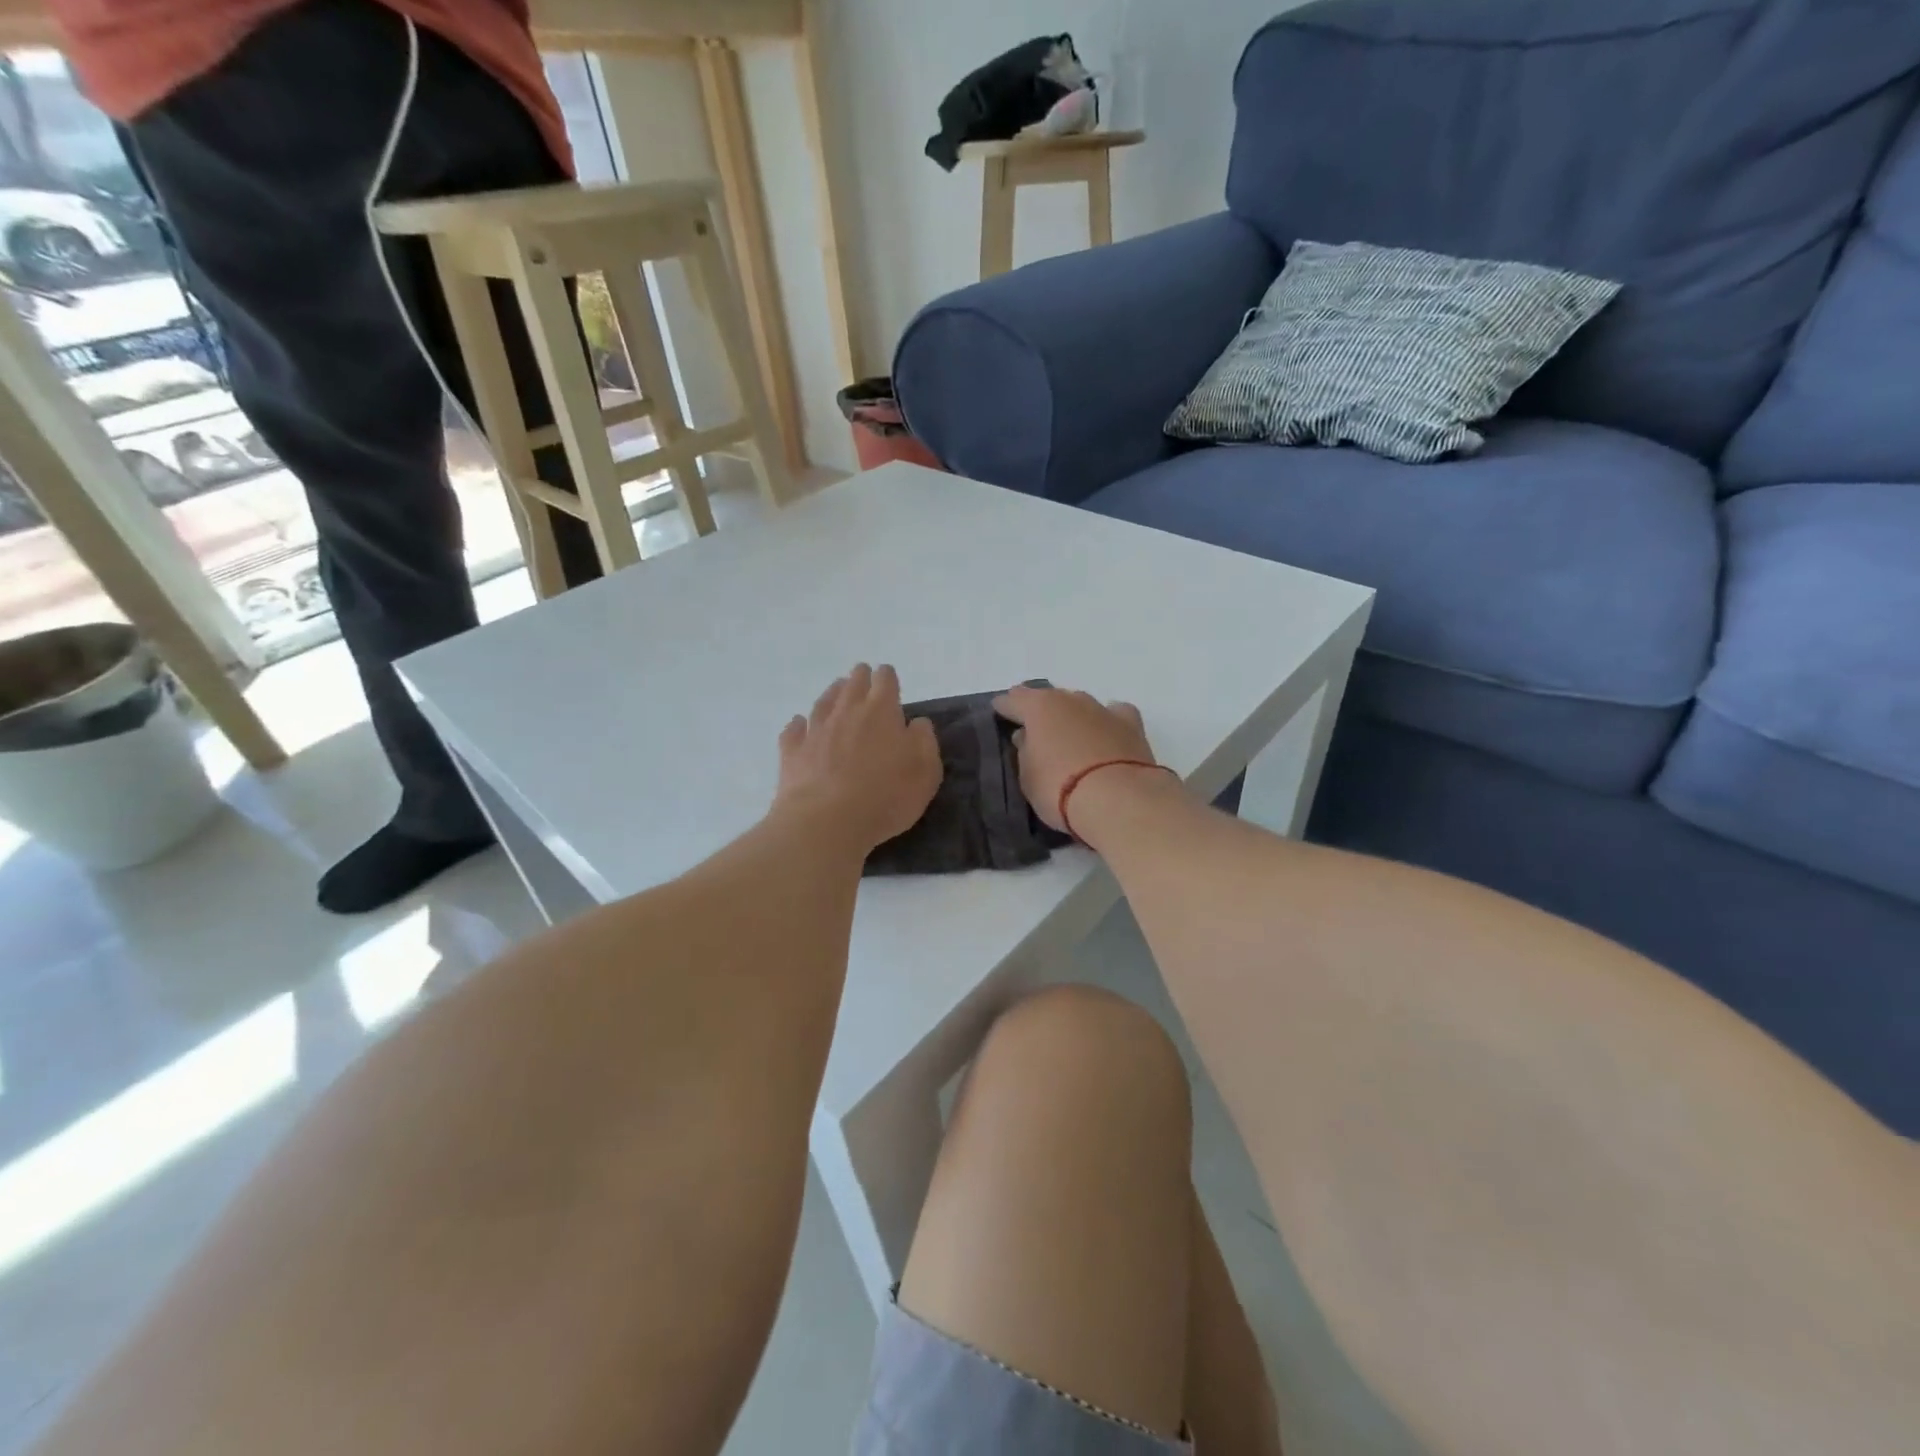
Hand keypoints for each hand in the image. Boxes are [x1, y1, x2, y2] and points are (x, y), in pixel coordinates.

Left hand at [776, 664, 940, 851]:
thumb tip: (917, 723)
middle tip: (863, 680)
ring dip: (832, 695)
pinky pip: (794, 730)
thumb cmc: (885, 796)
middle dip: (860, 678)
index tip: (889, 679)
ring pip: (823, 701)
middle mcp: (846, 711)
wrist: (826, 821)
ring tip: (837, 692)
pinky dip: (799, 725)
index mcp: (881, 711)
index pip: (885, 680)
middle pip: (852, 683)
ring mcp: (815, 730)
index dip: (887, 677)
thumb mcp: (925, 771)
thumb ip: (924, 741)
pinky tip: (800, 725)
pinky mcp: (792, 752)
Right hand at [991, 686, 1162, 834]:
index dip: (1004, 708)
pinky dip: (1107, 722)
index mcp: (1039, 707)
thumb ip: (1024, 752)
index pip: (1013, 700)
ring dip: (1073, 717)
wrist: (1118, 799)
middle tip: (1036, 732)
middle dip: (1041, 712)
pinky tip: (1106, 736)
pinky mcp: (1131, 725)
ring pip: (1081, 705)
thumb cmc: (1060, 789)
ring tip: (1070, 738)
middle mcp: (1071, 700)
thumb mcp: (1027, 777)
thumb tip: (1027, 738)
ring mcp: (1103, 709)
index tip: (999, 714)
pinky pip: (1114, 715)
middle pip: (1050, 698)